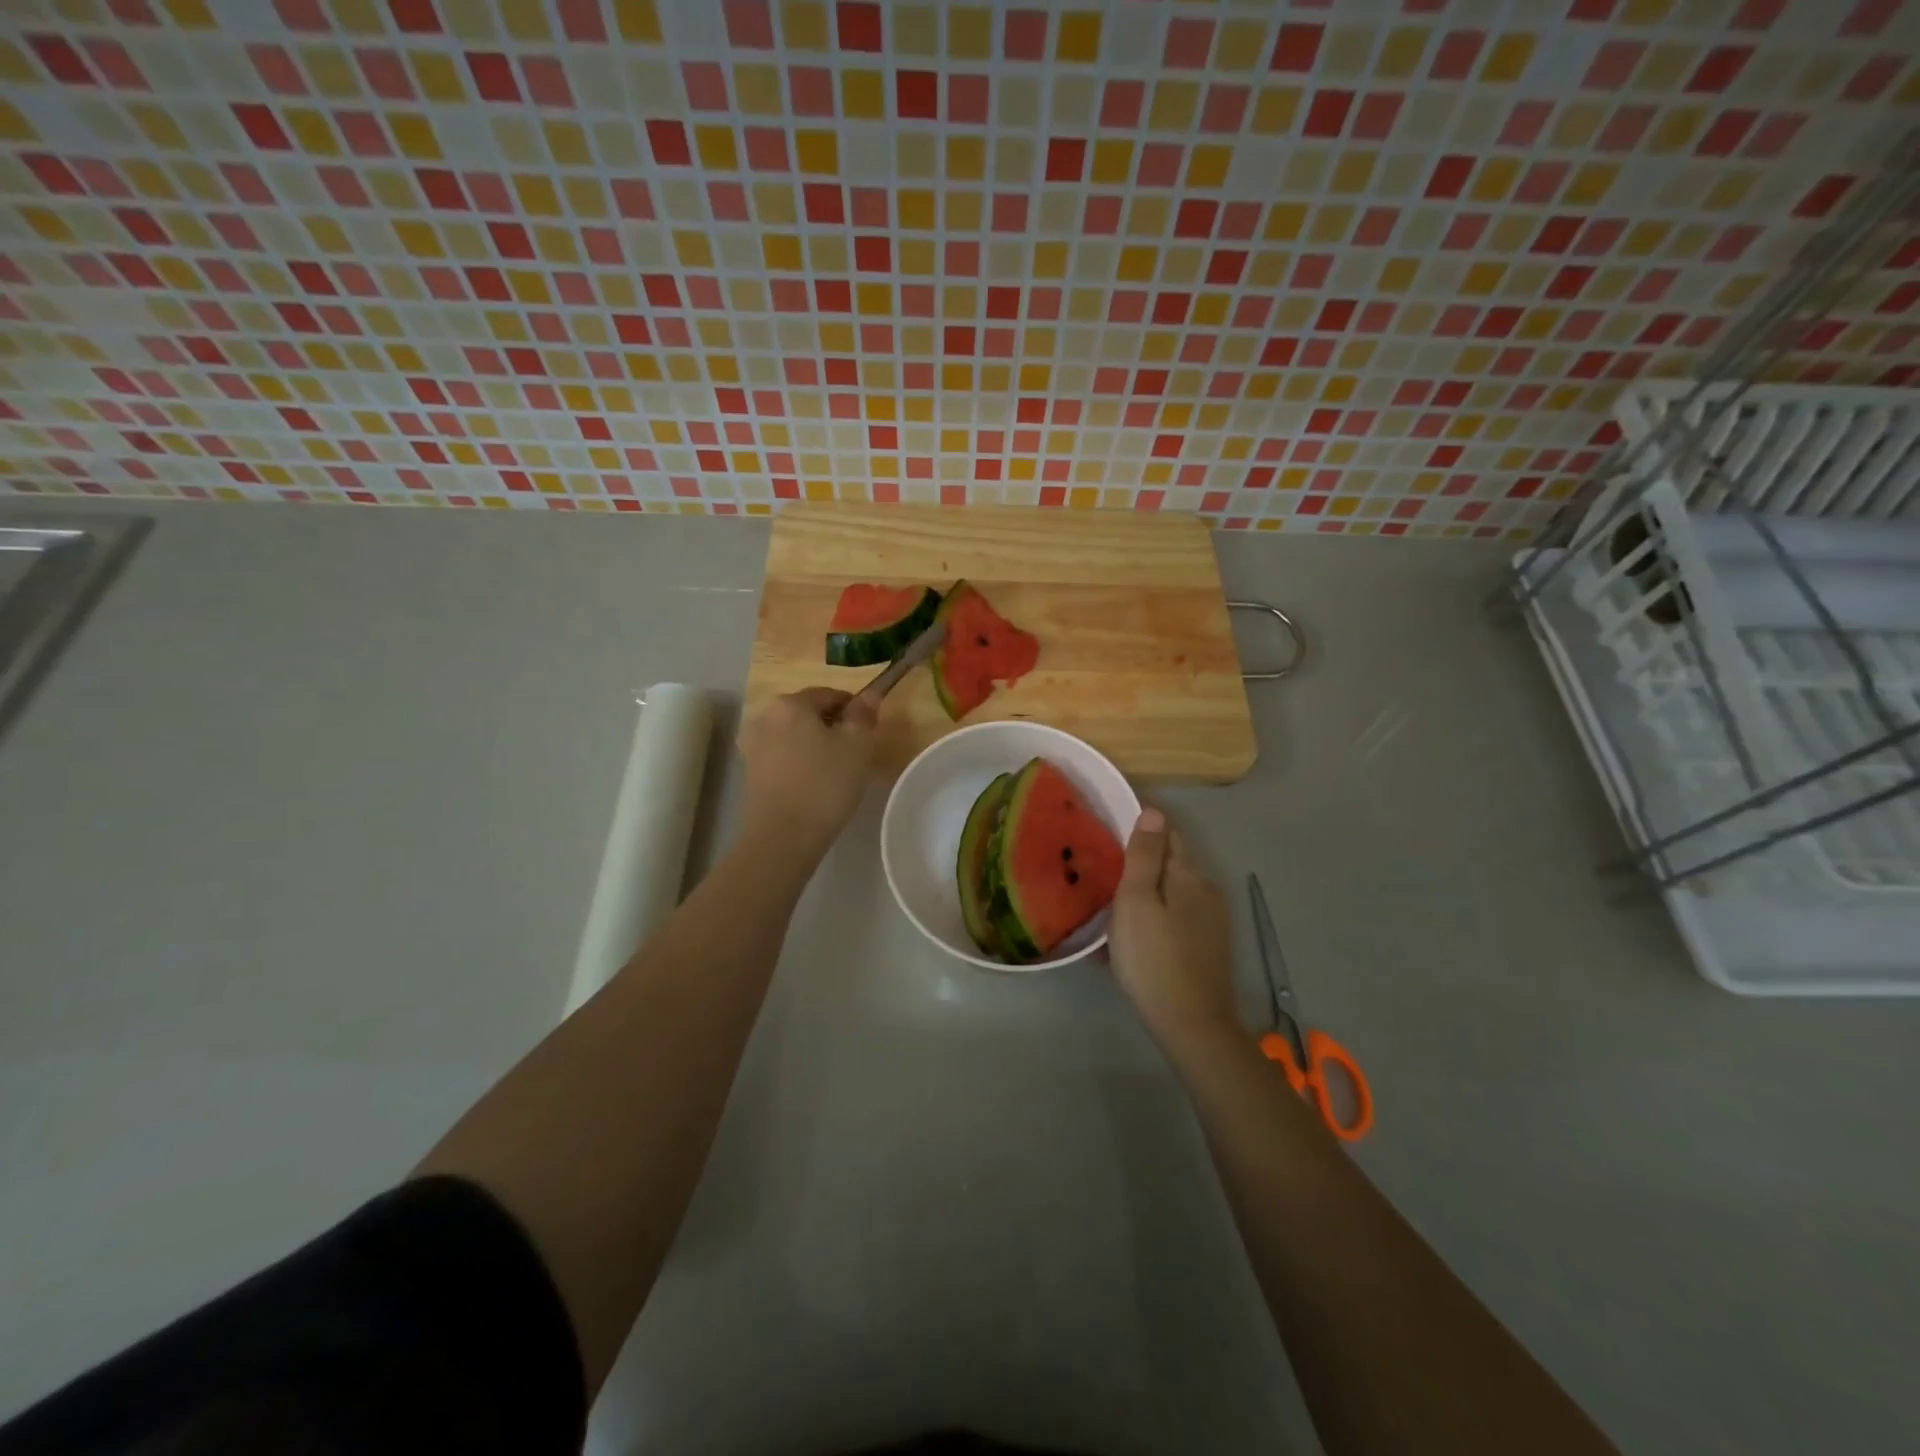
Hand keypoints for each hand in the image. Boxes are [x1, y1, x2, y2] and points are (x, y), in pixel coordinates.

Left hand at [737, 687, 878, 854]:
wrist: (782, 837)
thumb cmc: (825, 784)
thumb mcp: (857, 746)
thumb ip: (863, 715)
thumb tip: (870, 694)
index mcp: (791, 703)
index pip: (831, 695)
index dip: (854, 711)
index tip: (867, 735)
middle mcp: (765, 716)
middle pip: (809, 713)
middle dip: (832, 728)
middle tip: (853, 756)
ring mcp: (753, 744)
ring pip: (795, 735)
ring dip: (815, 746)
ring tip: (834, 773)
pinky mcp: (750, 771)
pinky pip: (783, 756)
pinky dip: (799, 763)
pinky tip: (813, 786)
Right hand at [1110, 808, 1239, 1052]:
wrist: (1192, 1027)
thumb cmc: (1154, 959)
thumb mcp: (1137, 902)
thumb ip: (1145, 856)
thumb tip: (1154, 811)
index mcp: (1189, 875)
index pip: (1168, 831)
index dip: (1143, 820)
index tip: (1111, 816)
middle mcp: (1206, 890)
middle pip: (1171, 860)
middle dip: (1141, 854)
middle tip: (1102, 856)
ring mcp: (1210, 920)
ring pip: (1172, 890)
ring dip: (1144, 886)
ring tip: (1109, 895)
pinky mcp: (1206, 946)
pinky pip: (1174, 915)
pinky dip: (1152, 913)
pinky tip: (1130, 932)